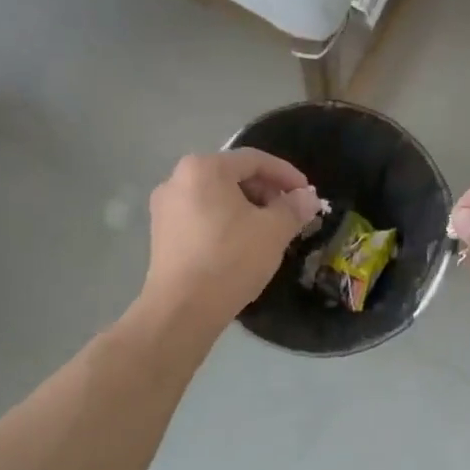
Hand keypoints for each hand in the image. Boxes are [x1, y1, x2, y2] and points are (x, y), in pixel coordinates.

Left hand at [141, 150, 321, 331]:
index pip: (254, 160)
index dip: (286, 174)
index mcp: (204, 168)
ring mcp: (164, 207)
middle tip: (290, 213)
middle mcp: (177, 179)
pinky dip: (225, 221)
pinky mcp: (161, 233)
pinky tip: (242, 243)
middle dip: (266, 191)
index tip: (307, 194)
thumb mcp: (273, 231)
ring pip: (216, 196)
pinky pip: (201, 215)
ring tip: (269, 230)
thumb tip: (308, 197)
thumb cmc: (230, 259)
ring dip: (247, 207)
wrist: (182, 309)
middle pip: (232, 175)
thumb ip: (294, 207)